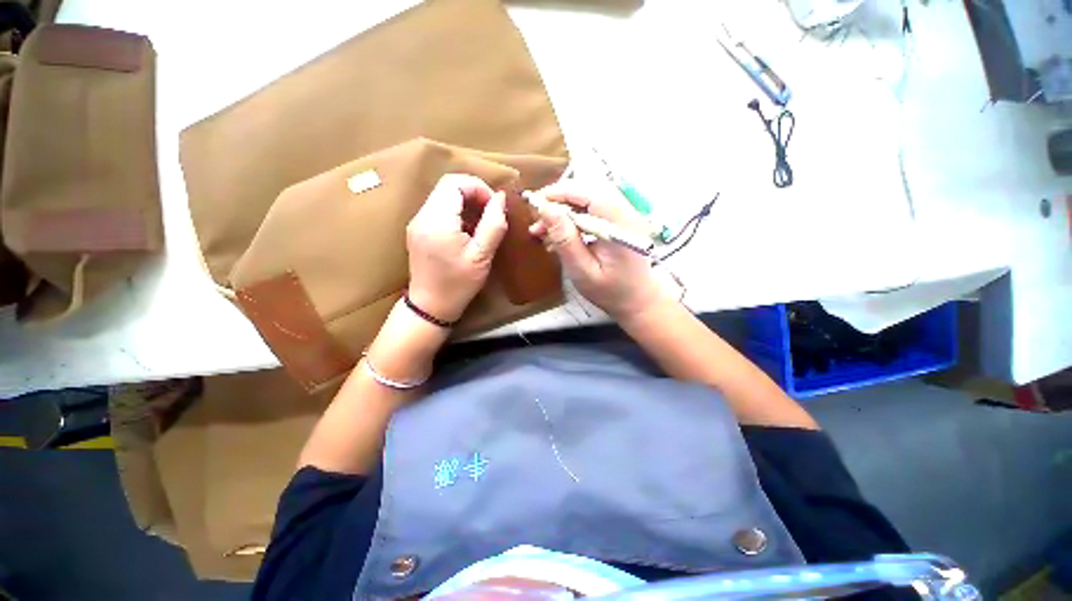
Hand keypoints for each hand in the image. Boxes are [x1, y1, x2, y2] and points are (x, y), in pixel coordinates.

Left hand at [406, 174, 507, 321]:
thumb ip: (493, 225)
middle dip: (473, 193)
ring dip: (465, 203)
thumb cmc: (459, 284)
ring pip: (443, 196)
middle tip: (490, 214)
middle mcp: (422, 215)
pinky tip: (467, 231)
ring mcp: (417, 222)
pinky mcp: (417, 230)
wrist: (431, 306)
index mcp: (437, 220)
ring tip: (481, 224)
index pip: (455, 183)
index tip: (494, 207)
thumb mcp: (482, 256)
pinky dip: (456, 212)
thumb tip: (501, 199)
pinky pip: (438, 209)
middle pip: (448, 186)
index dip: (479, 188)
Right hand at [529, 179, 666, 319]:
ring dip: (563, 211)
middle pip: (589, 192)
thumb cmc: (610, 292)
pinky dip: (572, 219)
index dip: (562, 192)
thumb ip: (566, 241)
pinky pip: (592, 211)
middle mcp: (626, 213)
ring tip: (542, 231)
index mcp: (621, 225)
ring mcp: (624, 216)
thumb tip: (546, 210)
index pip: (590, 194)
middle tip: (537, 220)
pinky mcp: (618, 221)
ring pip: (588, 200)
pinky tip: (558, 236)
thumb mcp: (583, 272)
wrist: (637, 300)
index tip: (536, 202)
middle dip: (559, 202)